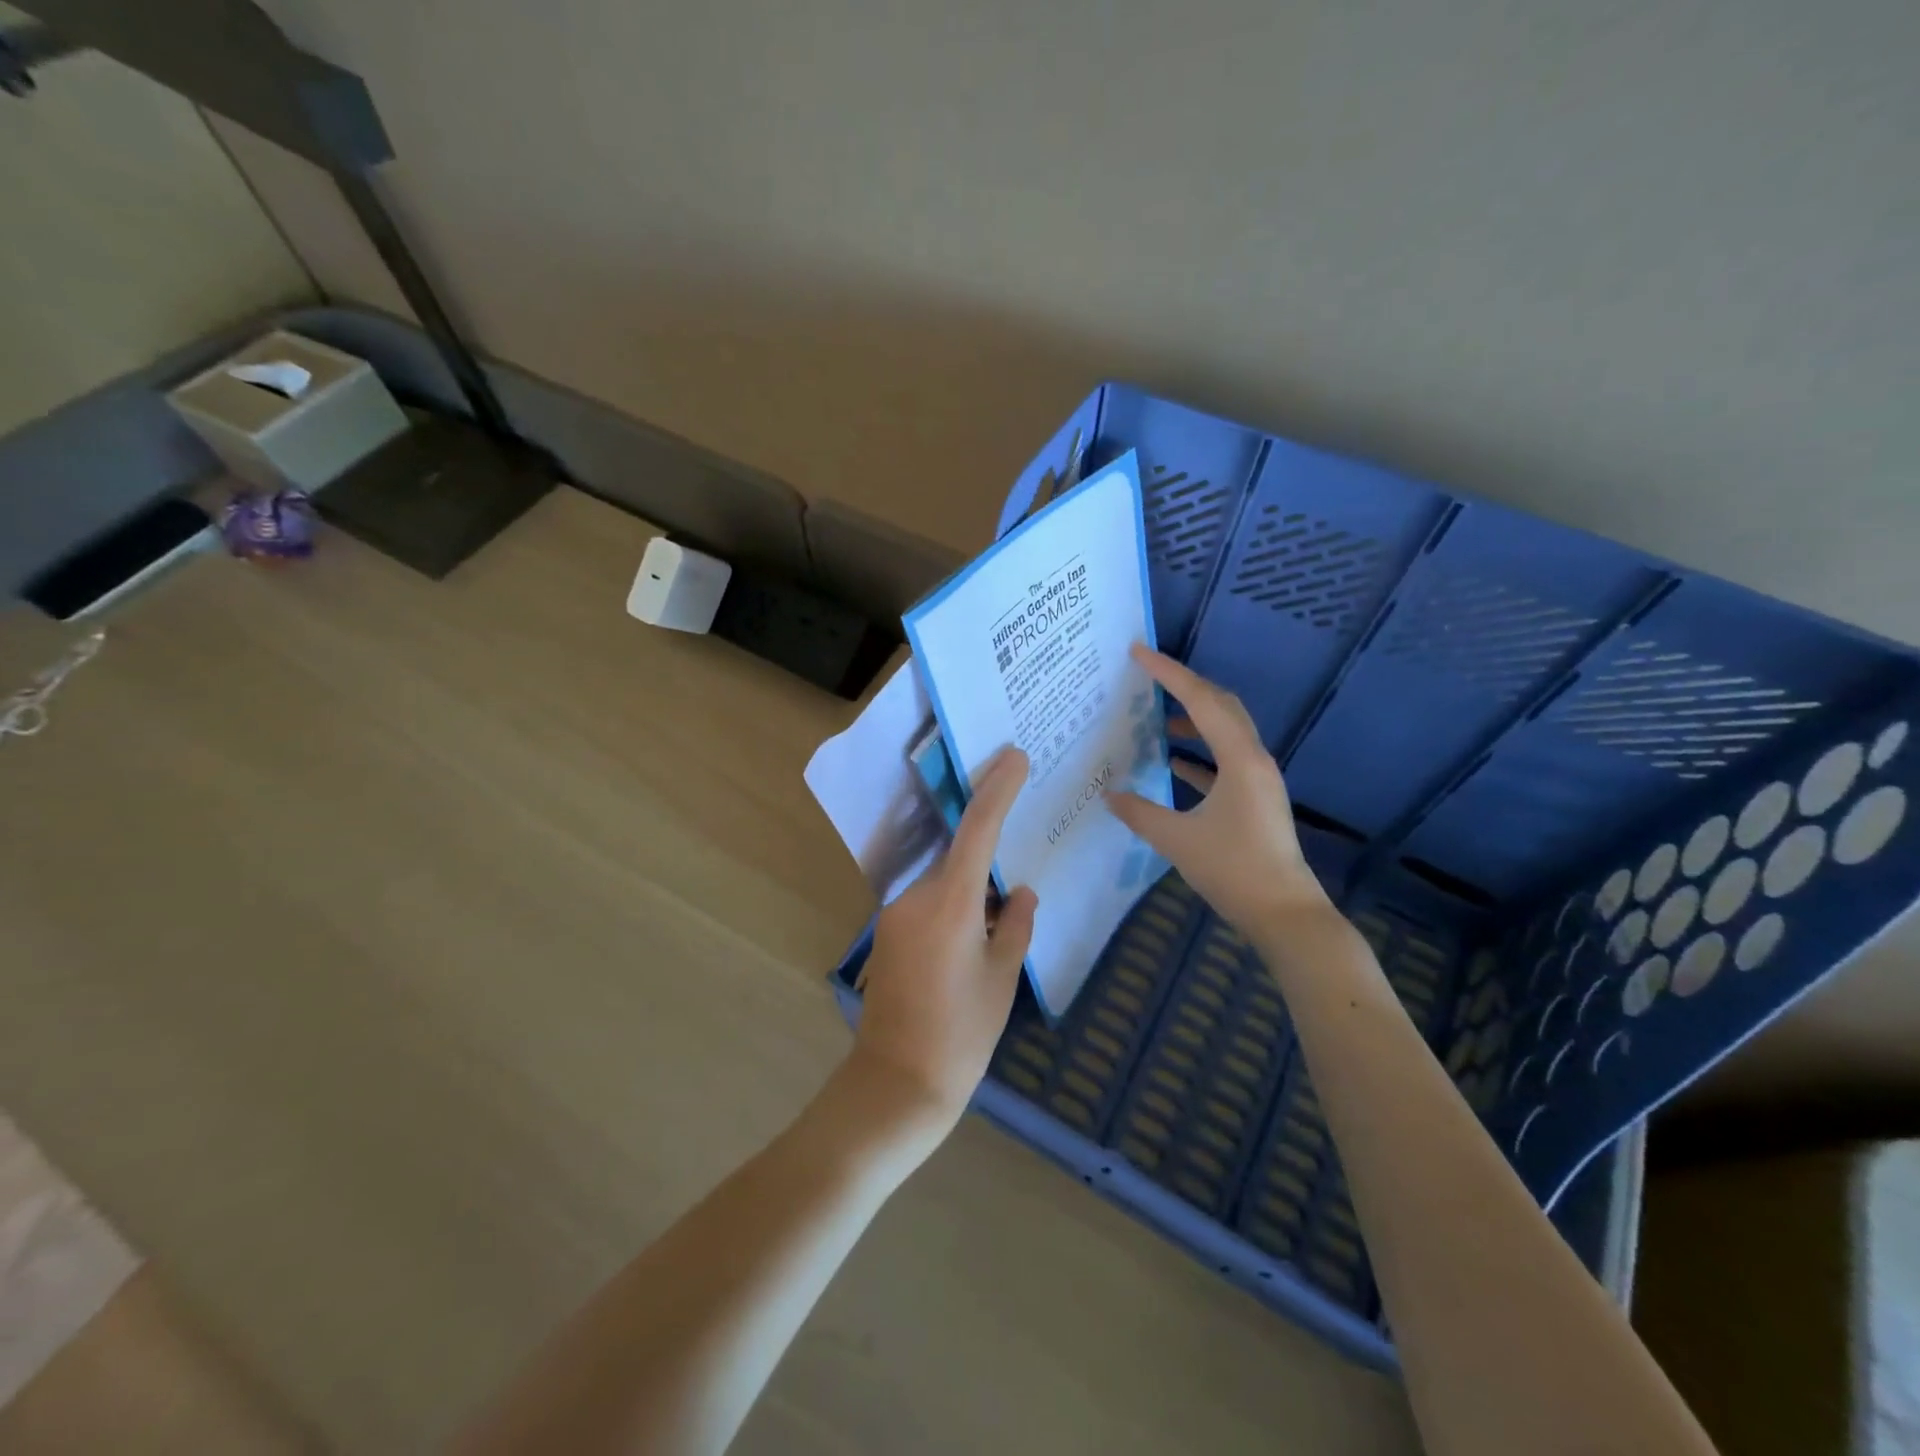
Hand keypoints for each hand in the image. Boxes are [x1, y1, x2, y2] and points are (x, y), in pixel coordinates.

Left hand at [851, 745, 1037, 1139]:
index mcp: (951, 904)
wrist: (897, 1083)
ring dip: (971, 888)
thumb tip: (1022, 893)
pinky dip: (954, 905)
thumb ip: (1016, 926)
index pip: (978, 830)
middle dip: (989, 852)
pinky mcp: (888, 932)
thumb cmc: (962, 1034)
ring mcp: (896, 913)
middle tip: (1019, 857)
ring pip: (944, 881)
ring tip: (999, 920)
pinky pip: (928, 902)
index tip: (1014, 757)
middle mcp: (917, 897)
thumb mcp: (1002, 979)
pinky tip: (972, 938)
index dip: (997, 789)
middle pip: (959, 856)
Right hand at [1106, 645, 1330, 935]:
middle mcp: (1254, 759)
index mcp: (1239, 759)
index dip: (1168, 673)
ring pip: (1225, 731)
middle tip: (1149, 676)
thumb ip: (1139, 812)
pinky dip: (1199, 754)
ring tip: (1157, 718)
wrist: (1283, 913)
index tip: (1138, 652)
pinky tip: (1173, 762)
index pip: (1200, 701)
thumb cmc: (1233, 870)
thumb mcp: (1176, 840)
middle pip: (1221, 705)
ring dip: (1194, 718)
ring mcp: (1258, 779)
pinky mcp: (1256, 799)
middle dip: (1185, 686)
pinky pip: (1225, 761)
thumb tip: (1108, 794)